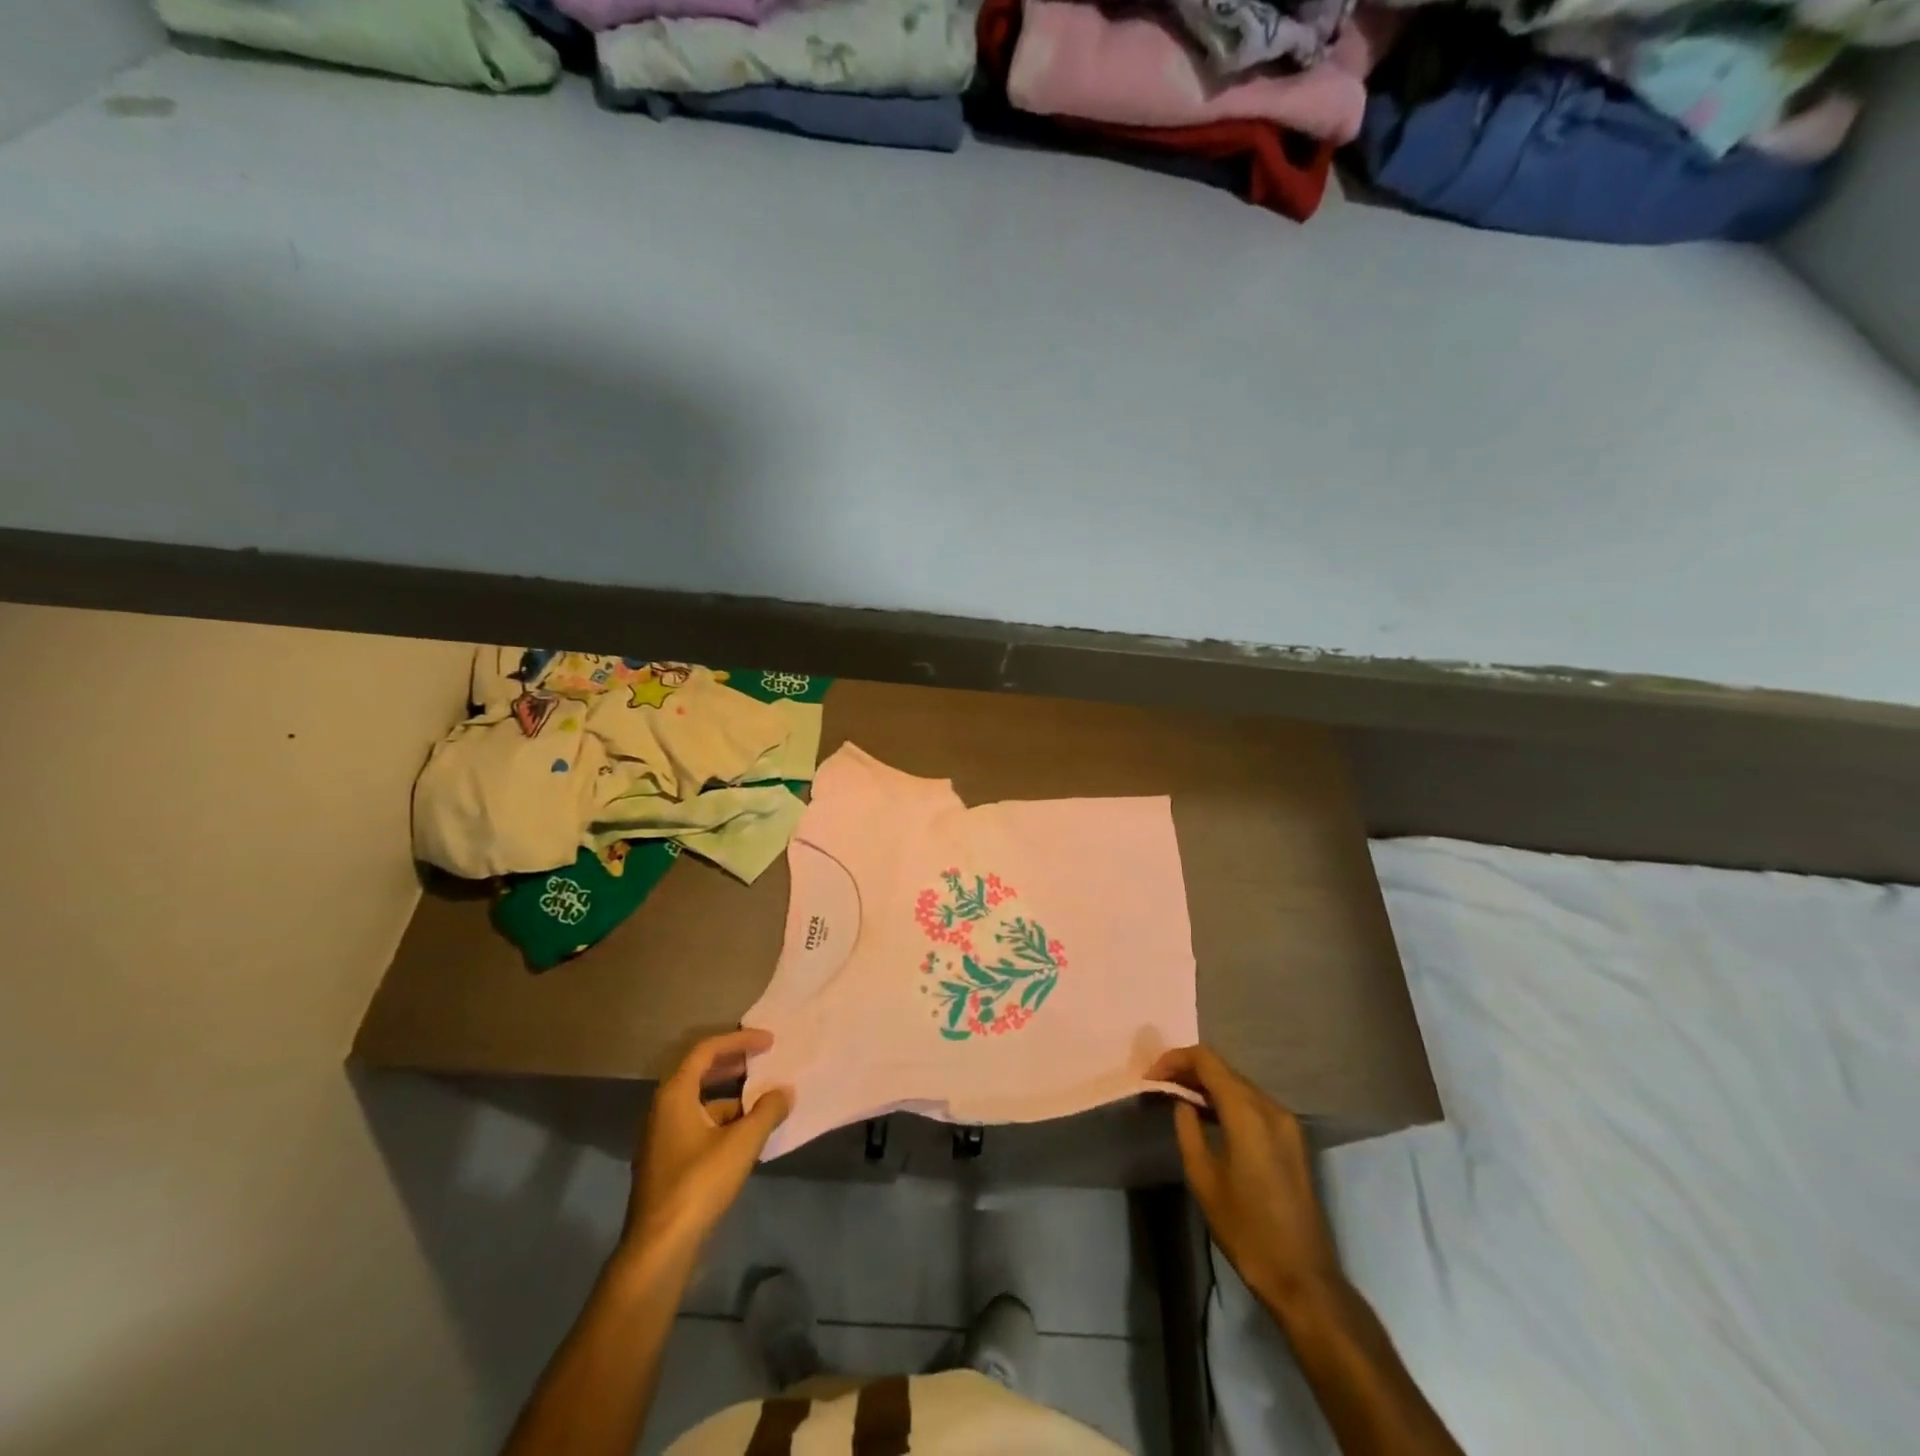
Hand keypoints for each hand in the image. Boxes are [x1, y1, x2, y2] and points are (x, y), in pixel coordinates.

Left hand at [624, 1029, 790, 1262]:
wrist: (660, 1248)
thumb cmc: (698, 1184)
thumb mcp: (742, 1143)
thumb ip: (768, 1111)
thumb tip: (785, 1091)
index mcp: (675, 1094)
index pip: (707, 1050)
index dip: (740, 1040)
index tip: (769, 1041)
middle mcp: (663, 1109)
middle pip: (700, 1072)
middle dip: (735, 1064)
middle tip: (764, 1061)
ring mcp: (662, 1137)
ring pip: (701, 1102)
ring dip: (732, 1097)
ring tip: (764, 1101)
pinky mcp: (668, 1162)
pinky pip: (699, 1125)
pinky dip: (724, 1121)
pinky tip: (747, 1136)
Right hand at [1147, 1045, 1340, 1306]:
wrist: (1302, 1277)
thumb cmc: (1245, 1229)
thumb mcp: (1203, 1178)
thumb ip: (1188, 1129)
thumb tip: (1182, 1102)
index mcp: (1248, 1113)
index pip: (1207, 1060)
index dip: (1175, 1059)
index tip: (1151, 1077)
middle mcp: (1271, 1108)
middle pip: (1224, 1069)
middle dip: (1189, 1070)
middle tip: (1160, 1086)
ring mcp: (1286, 1123)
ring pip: (1239, 1085)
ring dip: (1208, 1085)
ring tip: (1178, 1098)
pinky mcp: (1292, 1139)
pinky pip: (1254, 1104)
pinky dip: (1227, 1101)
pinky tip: (1208, 1116)